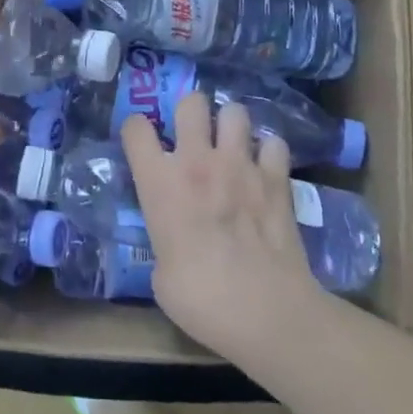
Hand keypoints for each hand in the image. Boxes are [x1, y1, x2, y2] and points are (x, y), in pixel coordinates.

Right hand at [123, 92, 317, 356]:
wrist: (264, 311)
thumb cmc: (200, 299)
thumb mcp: (160, 274)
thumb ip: (163, 240)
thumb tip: (173, 243)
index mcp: (159, 182)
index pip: (135, 128)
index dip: (137, 131)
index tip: (142, 143)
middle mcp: (197, 161)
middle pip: (191, 102)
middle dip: (191, 112)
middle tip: (195, 134)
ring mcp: (240, 164)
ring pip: (235, 112)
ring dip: (231, 126)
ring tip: (232, 145)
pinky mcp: (277, 178)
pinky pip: (274, 144)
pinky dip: (269, 153)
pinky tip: (266, 169)